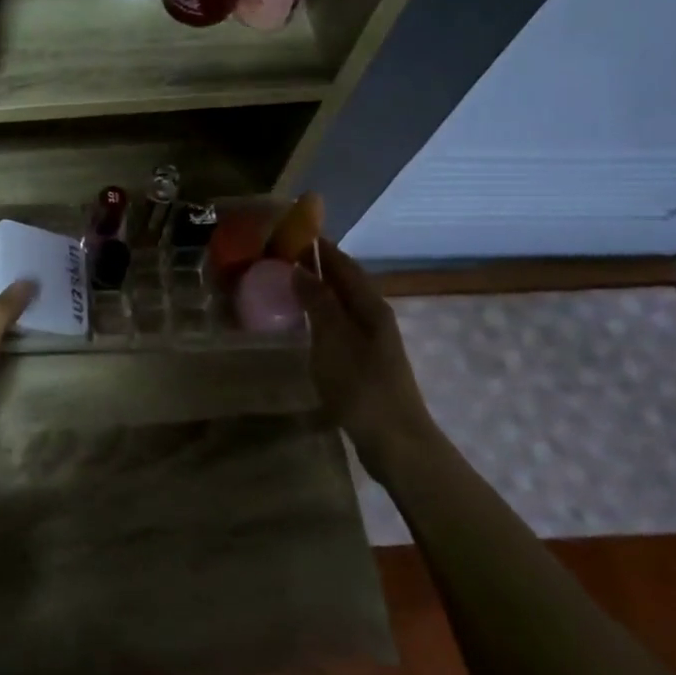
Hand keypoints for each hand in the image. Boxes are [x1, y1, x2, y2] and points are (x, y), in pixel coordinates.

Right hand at [293, 241, 435, 477]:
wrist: (395, 441)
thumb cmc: (362, 387)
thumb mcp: (334, 340)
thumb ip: (318, 303)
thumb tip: (301, 268)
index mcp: (371, 306)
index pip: (344, 265)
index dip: (321, 248)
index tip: (291, 232)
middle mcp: (374, 317)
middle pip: (345, 282)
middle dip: (317, 266)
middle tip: (280, 257)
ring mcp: (371, 341)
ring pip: (342, 304)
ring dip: (318, 291)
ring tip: (285, 284)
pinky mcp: (363, 362)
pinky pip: (338, 326)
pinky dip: (320, 315)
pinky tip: (303, 323)